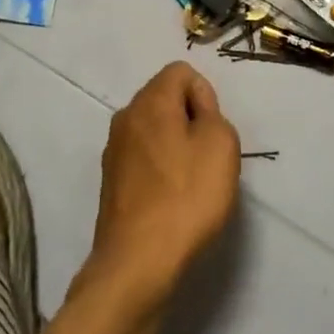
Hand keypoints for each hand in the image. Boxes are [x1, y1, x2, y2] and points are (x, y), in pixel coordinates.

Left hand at [84, 62, 239, 316]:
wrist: (138, 262)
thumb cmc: (186, 196)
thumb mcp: (222, 144)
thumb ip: (213, 114)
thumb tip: (196, 112)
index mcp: (150, 101)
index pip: (181, 72)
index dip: (205, 95)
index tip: (213, 131)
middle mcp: (125, 117)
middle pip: (165, 99)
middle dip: (191, 119)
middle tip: (208, 156)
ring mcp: (114, 151)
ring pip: (155, 130)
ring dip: (176, 146)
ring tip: (192, 182)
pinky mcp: (111, 182)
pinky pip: (144, 158)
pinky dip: (161, 169)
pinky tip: (172, 200)